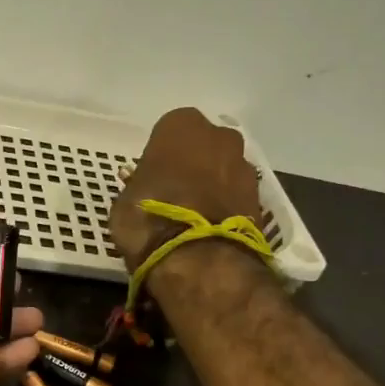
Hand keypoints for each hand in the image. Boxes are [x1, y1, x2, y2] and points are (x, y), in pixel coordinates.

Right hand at [109, 108, 263, 271]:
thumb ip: (138, 185)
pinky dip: (226, 207)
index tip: (152, 177)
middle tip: (174, 194)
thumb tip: (145, 188)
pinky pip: (236, 196)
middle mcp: (219, 136)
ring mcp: (245, 166)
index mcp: (181, 126)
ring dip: (212, 185)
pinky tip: (210, 229)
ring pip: (223, 170)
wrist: (198, 259)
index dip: (160, 156)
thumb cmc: (148, 219)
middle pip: (203, 146)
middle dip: (192, 165)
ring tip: (194, 217)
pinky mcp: (261, 198)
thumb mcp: (124, 201)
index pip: (168, 131)